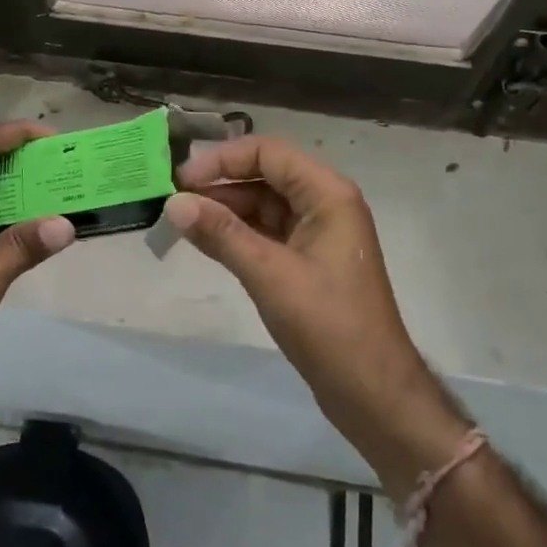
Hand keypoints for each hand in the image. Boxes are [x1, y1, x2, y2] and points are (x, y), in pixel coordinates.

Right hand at [164, 137, 467, 490]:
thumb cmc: (328, 325)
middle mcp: (325, 203)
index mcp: (327, 193)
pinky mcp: (308, 259)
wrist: (373, 392)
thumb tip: (173, 203)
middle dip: (220, 184)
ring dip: (225, 209)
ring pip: (263, 204)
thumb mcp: (269, 274)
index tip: (181, 179)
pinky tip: (206, 240)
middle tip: (174, 199)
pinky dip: (237, 233)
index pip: (268, 153)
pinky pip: (267, 231)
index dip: (223, 160)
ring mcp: (318, 232)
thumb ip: (221, 234)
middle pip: (265, 175)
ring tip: (181, 219)